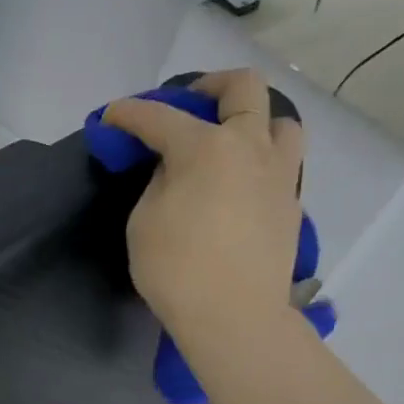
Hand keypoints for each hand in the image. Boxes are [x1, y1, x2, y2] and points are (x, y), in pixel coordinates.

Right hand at [100, 69, 305, 355]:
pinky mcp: (291, 203)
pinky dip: (260, 160)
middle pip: (242, 87)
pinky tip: (241, 185)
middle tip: (188, 105)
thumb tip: (176, 171)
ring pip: (279, 120)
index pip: (160, 117)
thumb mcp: (144, 222)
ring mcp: (279, 174)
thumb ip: (160, 183)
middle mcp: (249, 147)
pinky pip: (282, 163)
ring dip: (253, 119)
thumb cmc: (176, 270)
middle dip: (209, 86)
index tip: (112, 116)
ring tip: (230, 142)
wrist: (234, 316)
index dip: (130, 113)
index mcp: (205, 148)